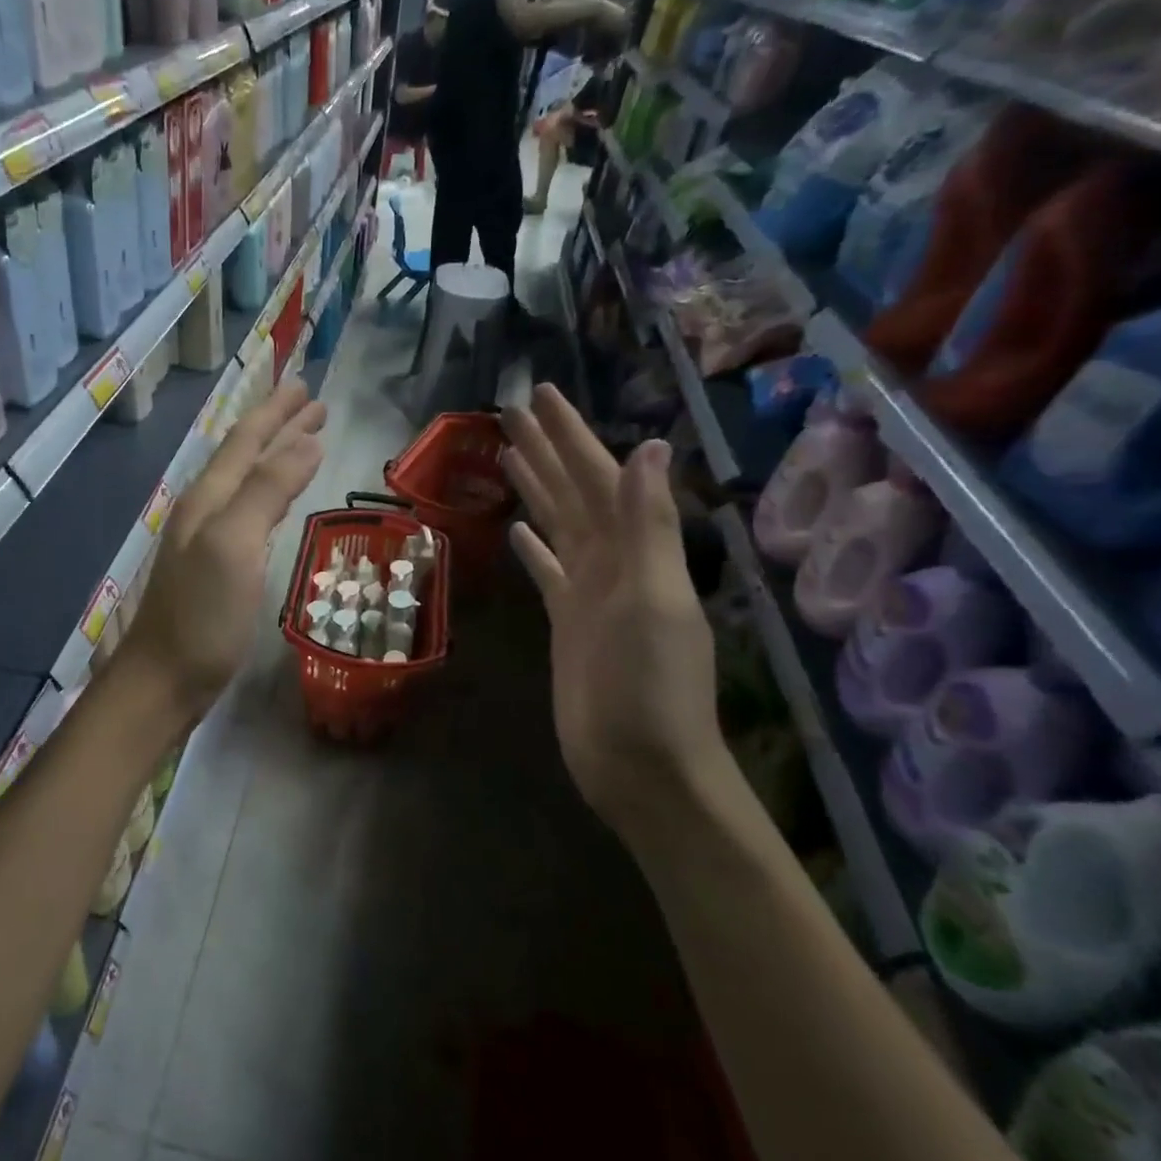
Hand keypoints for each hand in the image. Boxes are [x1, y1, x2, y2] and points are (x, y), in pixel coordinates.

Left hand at [120, 381, 325, 717]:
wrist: (164, 679)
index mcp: (208, 497)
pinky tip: (274, 503)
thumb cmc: (202, 615)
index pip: (246, 440)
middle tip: (313, 404)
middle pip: (244, 455)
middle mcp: (204, 510)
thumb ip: (267, 490)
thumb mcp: (235, 544)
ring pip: (245, 482)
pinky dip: (268, 493)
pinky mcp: (214, 568)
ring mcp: (206, 540)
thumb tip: (306, 442)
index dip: (277, 412)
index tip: (308, 388)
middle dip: (278, 426)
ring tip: (302, 441)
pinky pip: (247, 512)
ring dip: (274, 456)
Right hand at [501, 386, 723, 840]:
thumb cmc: (648, 685)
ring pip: (559, 524)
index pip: (599, 477)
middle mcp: (613, 562)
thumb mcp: (652, 599)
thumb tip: (650, 446)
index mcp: (635, 551)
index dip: (571, 435)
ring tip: (508, 455)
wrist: (640, 764)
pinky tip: (517, 529)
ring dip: (537, 488)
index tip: (540, 396)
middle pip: (574, 492)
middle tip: (512, 411)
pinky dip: (534, 547)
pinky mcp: (568, 621)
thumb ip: (648, 525)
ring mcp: (589, 591)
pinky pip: (548, 570)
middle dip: (547, 449)